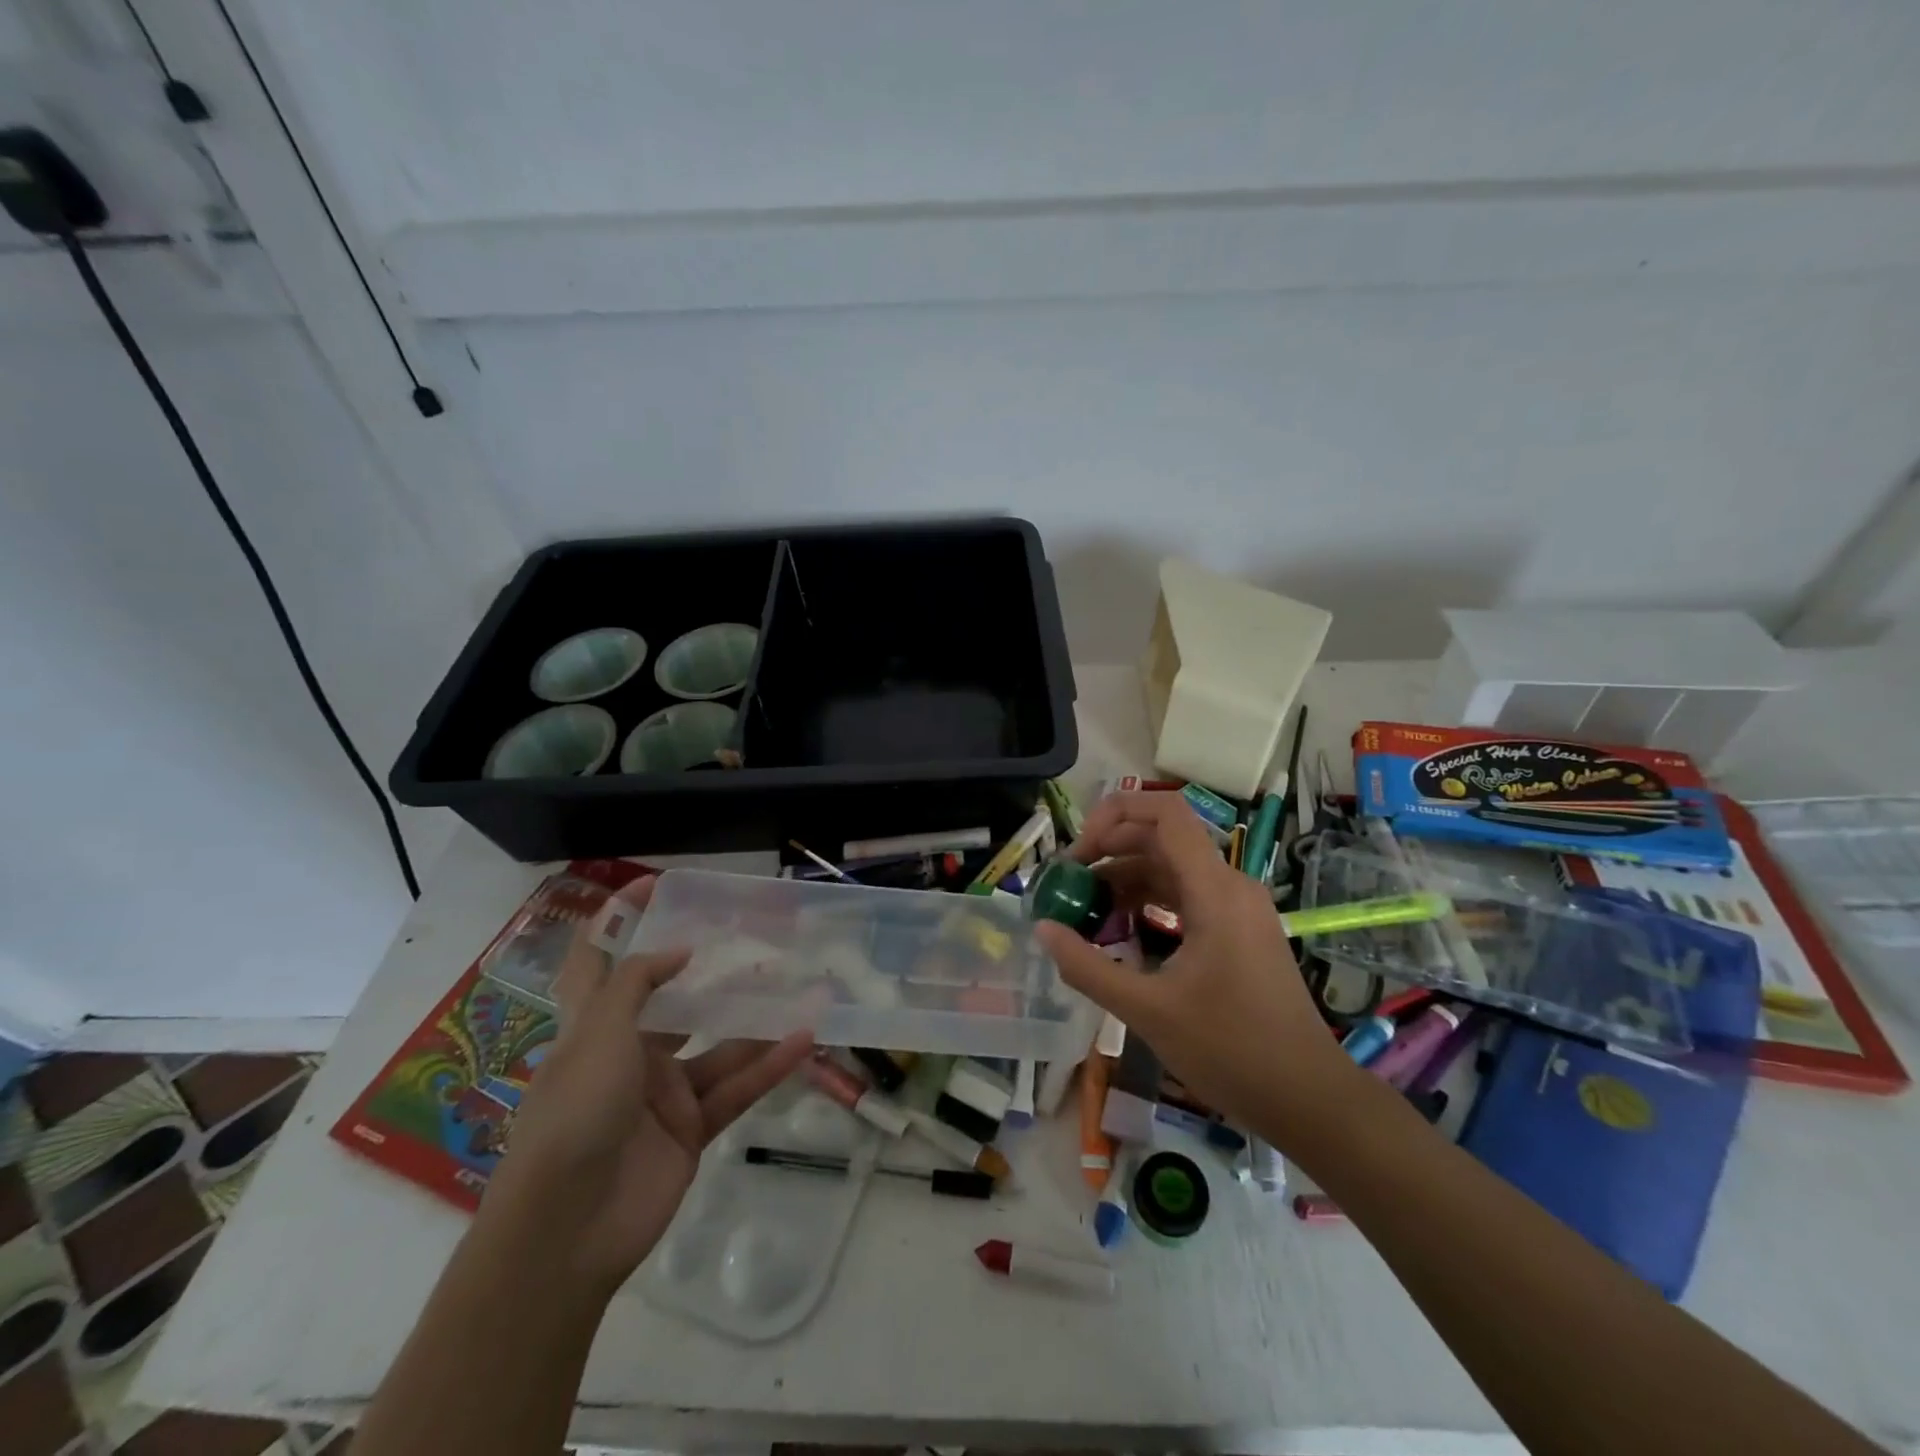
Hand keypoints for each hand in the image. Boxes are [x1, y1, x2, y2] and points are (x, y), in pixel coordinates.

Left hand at [481, 877, 812, 1296]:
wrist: (566, 1231)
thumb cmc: (573, 1114)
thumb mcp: (598, 1034)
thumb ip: (638, 983)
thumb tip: (678, 951)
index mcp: (593, 1028)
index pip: (598, 961)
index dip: (616, 920)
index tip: (654, 886)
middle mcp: (628, 1054)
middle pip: (675, 1003)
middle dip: (711, 975)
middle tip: (757, 944)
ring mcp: (662, 1093)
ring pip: (718, 1046)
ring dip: (757, 1022)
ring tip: (802, 990)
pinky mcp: (690, 1129)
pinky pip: (736, 1088)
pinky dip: (769, 1066)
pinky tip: (803, 1039)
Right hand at [1034, 792, 1352, 1138]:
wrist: (1309, 1098)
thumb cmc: (1231, 1051)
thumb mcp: (1147, 1011)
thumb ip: (1087, 966)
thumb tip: (1042, 929)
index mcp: (1214, 890)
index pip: (1165, 814)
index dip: (1114, 814)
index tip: (1077, 851)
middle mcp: (1230, 885)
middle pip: (1163, 837)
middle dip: (1111, 848)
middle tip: (1069, 882)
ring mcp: (1238, 907)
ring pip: (1174, 867)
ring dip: (1127, 876)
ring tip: (1086, 907)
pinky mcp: (1239, 930)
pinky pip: (1187, 894)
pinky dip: (1150, 899)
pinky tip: (1122, 929)